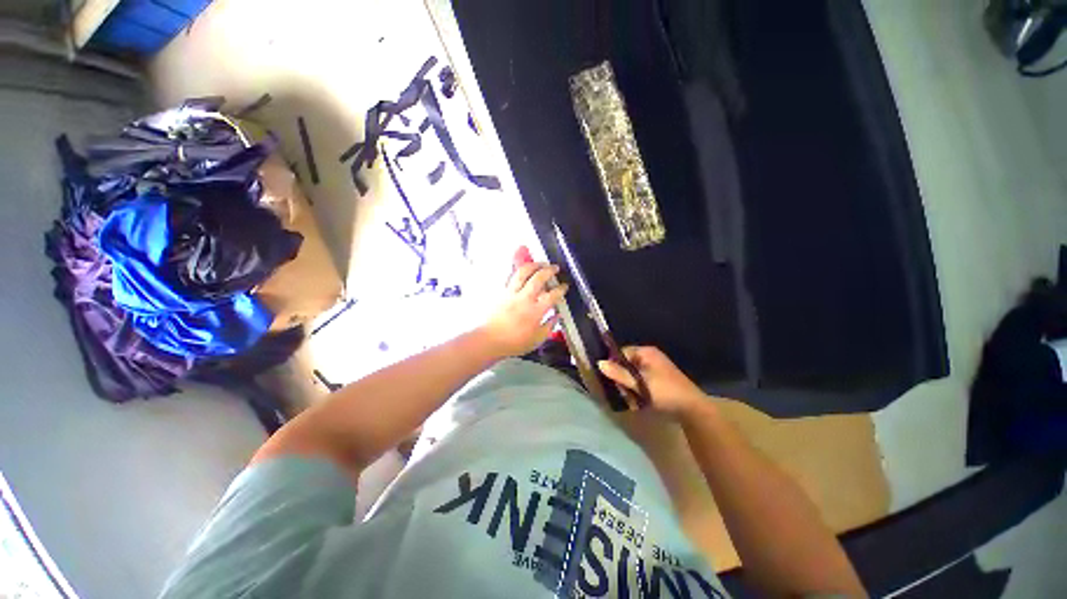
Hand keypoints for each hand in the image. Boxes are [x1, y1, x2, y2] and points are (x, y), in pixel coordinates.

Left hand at [480, 262, 569, 357]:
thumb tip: (556, 316)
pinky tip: (523, 270)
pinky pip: (511, 277)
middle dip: (549, 270)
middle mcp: (524, 299)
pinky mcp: (501, 292)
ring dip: (533, 265)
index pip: (552, 295)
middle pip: (538, 278)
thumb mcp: (537, 340)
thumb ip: (549, 326)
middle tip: (555, 268)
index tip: (564, 286)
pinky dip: (518, 271)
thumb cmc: (514, 342)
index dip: (561, 289)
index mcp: (535, 311)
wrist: (489, 340)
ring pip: (522, 272)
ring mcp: (511, 293)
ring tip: (540, 263)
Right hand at [598, 346, 707, 415]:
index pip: (621, 353)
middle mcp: (650, 357)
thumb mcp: (639, 384)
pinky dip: (637, 390)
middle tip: (620, 391)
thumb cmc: (665, 392)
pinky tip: (637, 402)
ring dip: (628, 386)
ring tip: (629, 399)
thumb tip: (599, 363)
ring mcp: (655, 369)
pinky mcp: (659, 381)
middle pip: (626, 365)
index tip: (608, 378)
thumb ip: (619, 374)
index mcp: (646, 353)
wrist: (693, 410)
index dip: (613, 365)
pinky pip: (641, 382)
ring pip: (632, 375)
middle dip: (621, 378)